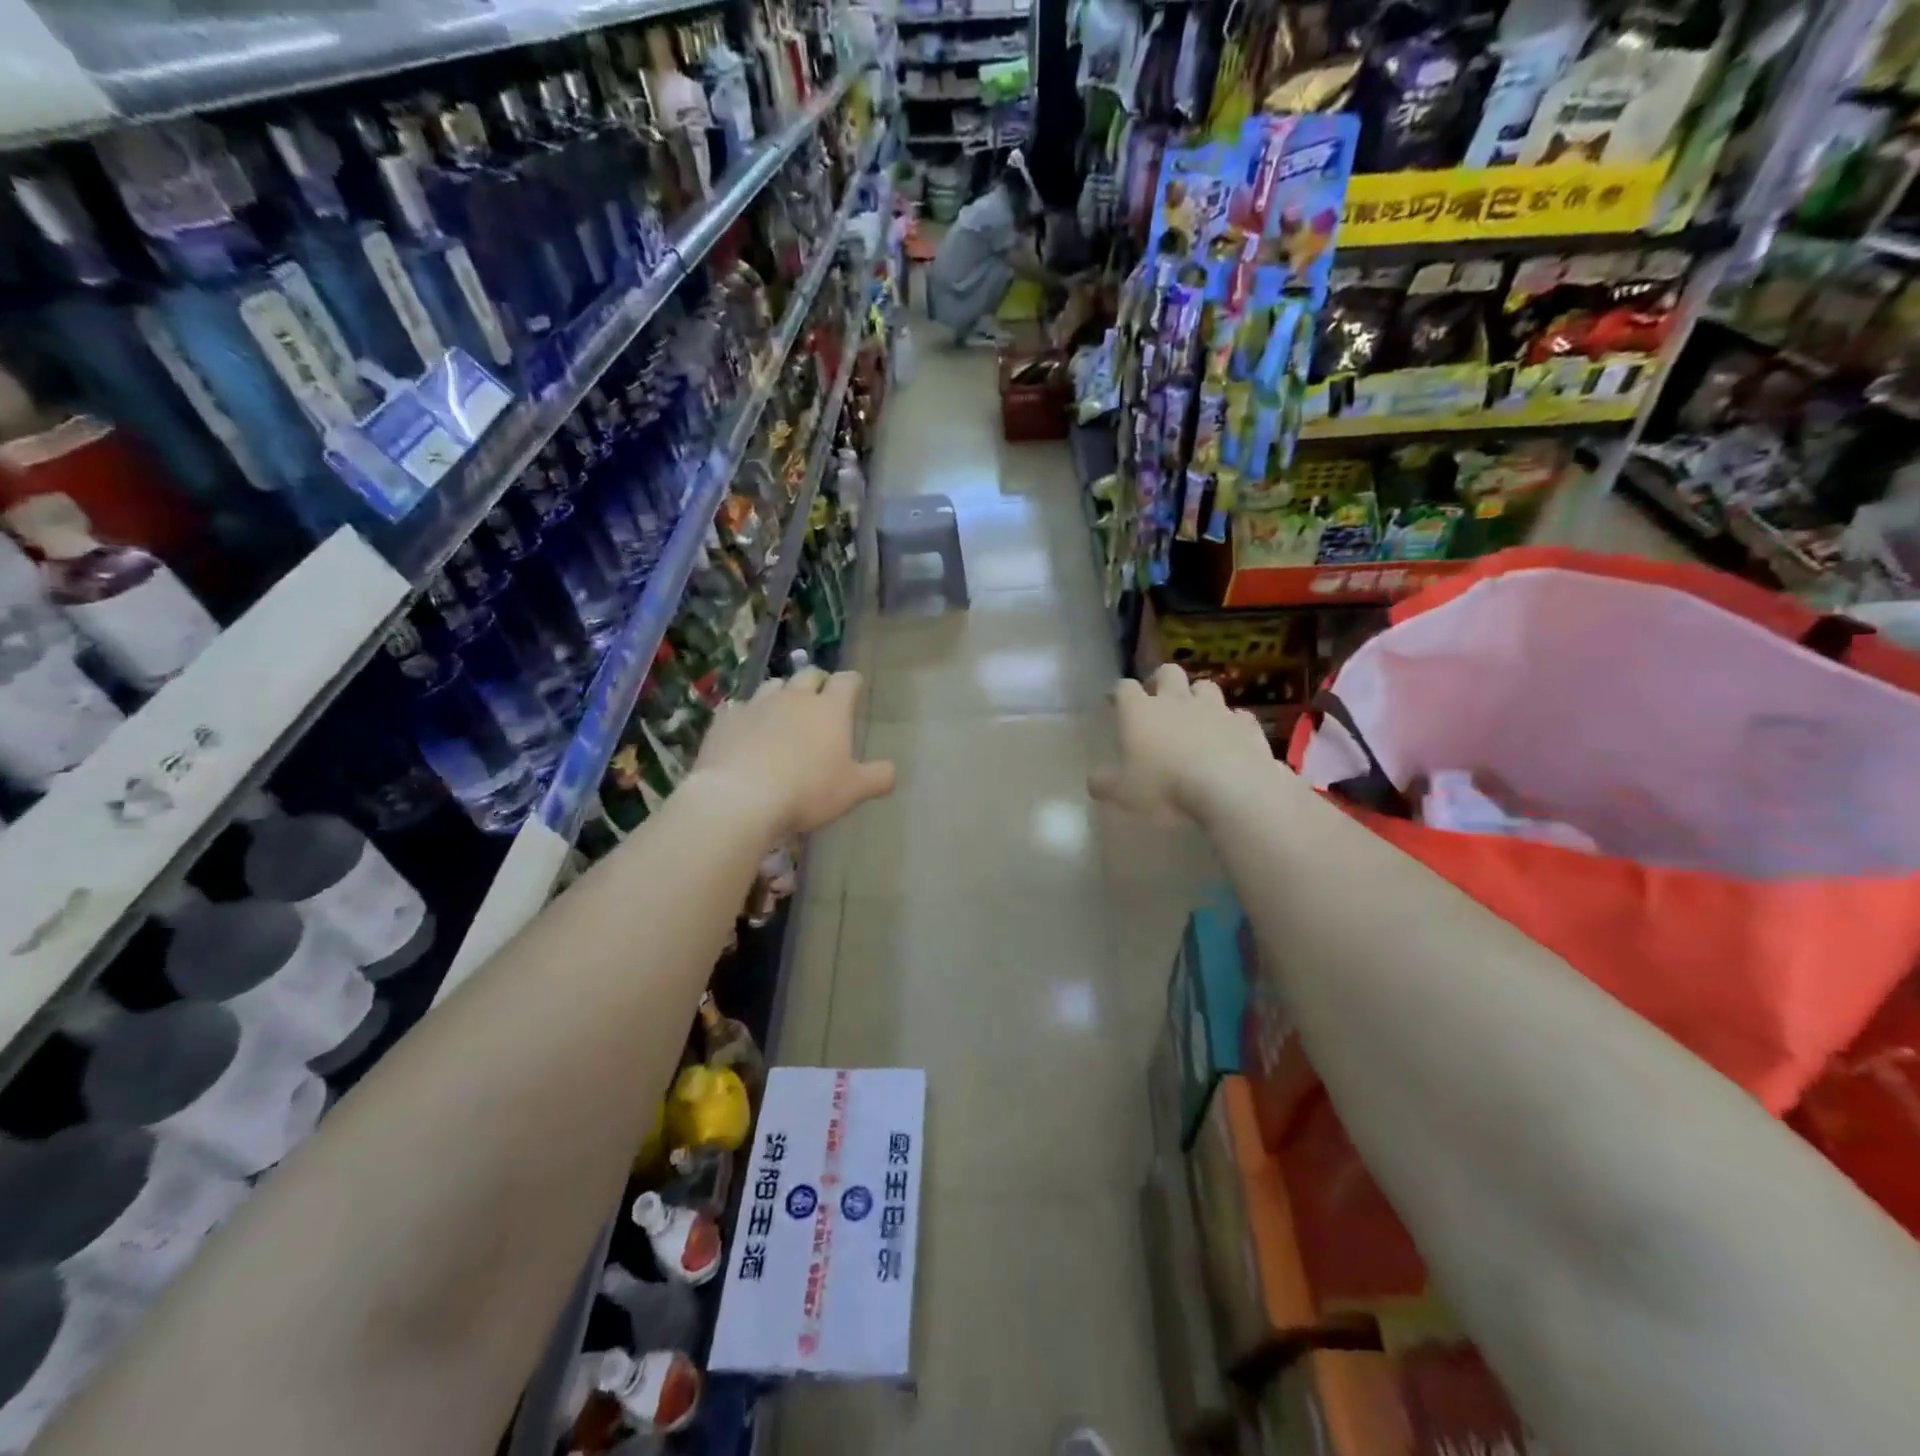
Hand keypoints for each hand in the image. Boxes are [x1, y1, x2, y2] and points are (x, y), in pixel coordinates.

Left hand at [693, 668, 895, 836]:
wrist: (740, 798)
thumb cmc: (807, 791)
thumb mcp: (853, 791)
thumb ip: (877, 778)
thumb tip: (891, 771)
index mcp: (830, 709)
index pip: (847, 681)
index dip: (852, 683)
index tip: (854, 689)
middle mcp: (794, 698)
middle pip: (808, 675)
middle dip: (816, 682)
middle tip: (819, 699)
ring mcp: (757, 705)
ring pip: (773, 686)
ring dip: (781, 694)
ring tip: (782, 712)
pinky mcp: (725, 720)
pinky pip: (739, 708)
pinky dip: (747, 715)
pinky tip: (746, 731)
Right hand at [1089, 665, 1273, 822]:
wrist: (1230, 789)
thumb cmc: (1165, 787)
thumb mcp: (1122, 793)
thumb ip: (1103, 784)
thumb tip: (1093, 780)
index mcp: (1140, 712)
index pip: (1124, 688)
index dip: (1119, 692)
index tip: (1114, 702)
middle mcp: (1176, 701)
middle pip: (1167, 673)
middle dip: (1160, 681)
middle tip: (1156, 699)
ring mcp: (1215, 709)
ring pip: (1205, 686)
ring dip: (1198, 696)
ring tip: (1195, 715)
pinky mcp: (1245, 725)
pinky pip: (1237, 715)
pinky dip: (1231, 722)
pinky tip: (1229, 736)